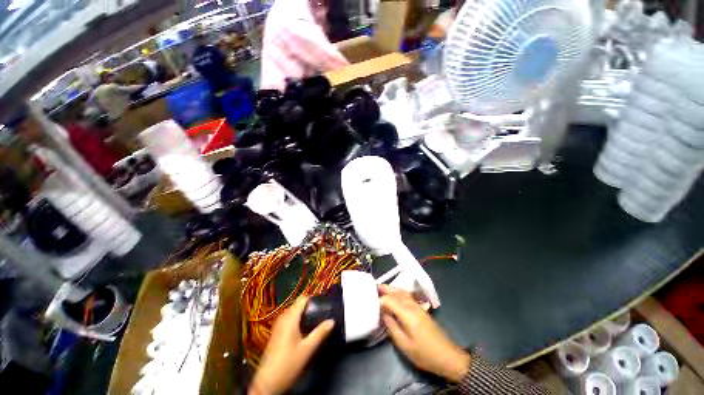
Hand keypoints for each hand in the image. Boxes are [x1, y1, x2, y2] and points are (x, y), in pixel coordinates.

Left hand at [249, 297, 333, 394]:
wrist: (267, 383)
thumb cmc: (288, 364)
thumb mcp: (308, 349)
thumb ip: (320, 333)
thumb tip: (332, 321)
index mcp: (290, 318)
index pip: (302, 299)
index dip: (313, 298)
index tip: (323, 303)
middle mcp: (283, 318)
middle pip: (298, 304)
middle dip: (309, 306)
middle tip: (321, 313)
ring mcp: (278, 325)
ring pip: (293, 312)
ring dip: (303, 313)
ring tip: (315, 320)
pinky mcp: (276, 333)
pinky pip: (289, 319)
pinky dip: (297, 319)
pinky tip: (303, 329)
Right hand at [379, 285, 470, 382]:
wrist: (448, 356)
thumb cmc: (425, 354)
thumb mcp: (405, 345)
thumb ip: (392, 327)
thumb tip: (383, 313)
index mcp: (408, 314)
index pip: (390, 300)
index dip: (379, 300)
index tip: (370, 302)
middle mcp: (413, 305)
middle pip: (397, 292)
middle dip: (385, 288)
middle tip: (373, 287)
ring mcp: (418, 306)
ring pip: (402, 292)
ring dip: (391, 289)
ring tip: (381, 289)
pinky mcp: (421, 309)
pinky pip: (407, 296)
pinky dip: (398, 292)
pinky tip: (394, 296)